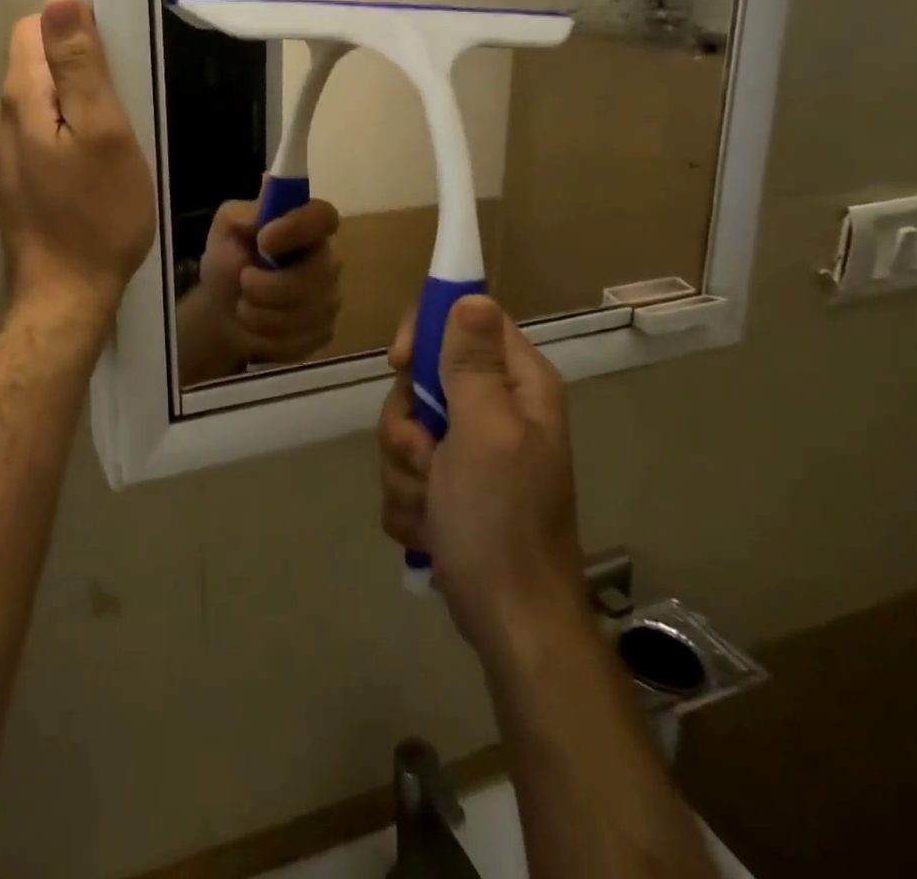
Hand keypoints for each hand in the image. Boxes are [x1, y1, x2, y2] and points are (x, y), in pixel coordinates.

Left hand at [0, 0, 156, 321]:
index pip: (34, 28)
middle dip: (79, 71)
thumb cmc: (97, 214)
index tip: (114, 66)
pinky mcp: (16, 179)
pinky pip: (42, 133)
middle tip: (123, 111)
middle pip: (37, 64)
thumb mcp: (103, 132)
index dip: (75, 32)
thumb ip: (80, 65)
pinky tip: (95, 168)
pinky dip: (69, 135)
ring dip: (77, 107)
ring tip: (114, 143)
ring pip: (42, 101)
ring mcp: (4, 153)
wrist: (65, 295)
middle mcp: (1, 118)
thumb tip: (60, 0)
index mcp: (20, 98)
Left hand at [178, 194, 340, 380]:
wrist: (222, 313)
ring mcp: (330, 298)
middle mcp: (326, 260)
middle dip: (270, 286)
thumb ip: (242, 214)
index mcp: (305, 227)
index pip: (324, 216)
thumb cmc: (227, 263)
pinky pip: (302, 339)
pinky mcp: (324, 331)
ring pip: (306, 312)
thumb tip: (263, 209)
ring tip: (243, 308)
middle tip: (243, 284)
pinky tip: (258, 329)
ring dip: (262, 314)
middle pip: (317, 274)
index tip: (265, 240)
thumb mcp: (225, 230)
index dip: (298, 228)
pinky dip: (269, 337)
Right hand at [376, 295, 582, 649]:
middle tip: (424, 454)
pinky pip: (404, 467)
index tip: (399, 364)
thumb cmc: (500, 520)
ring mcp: (469, 448)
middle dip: (407, 422)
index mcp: (517, 385)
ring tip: (431, 503)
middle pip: (422, 377)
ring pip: (404, 424)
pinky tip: (429, 527)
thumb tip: (471, 294)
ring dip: (405, 467)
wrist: (509, 622)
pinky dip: (408, 497)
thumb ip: (472, 363)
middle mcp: (495, 407)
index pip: (463, 319)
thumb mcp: (485, 432)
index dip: (424, 333)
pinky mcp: (448, 483)